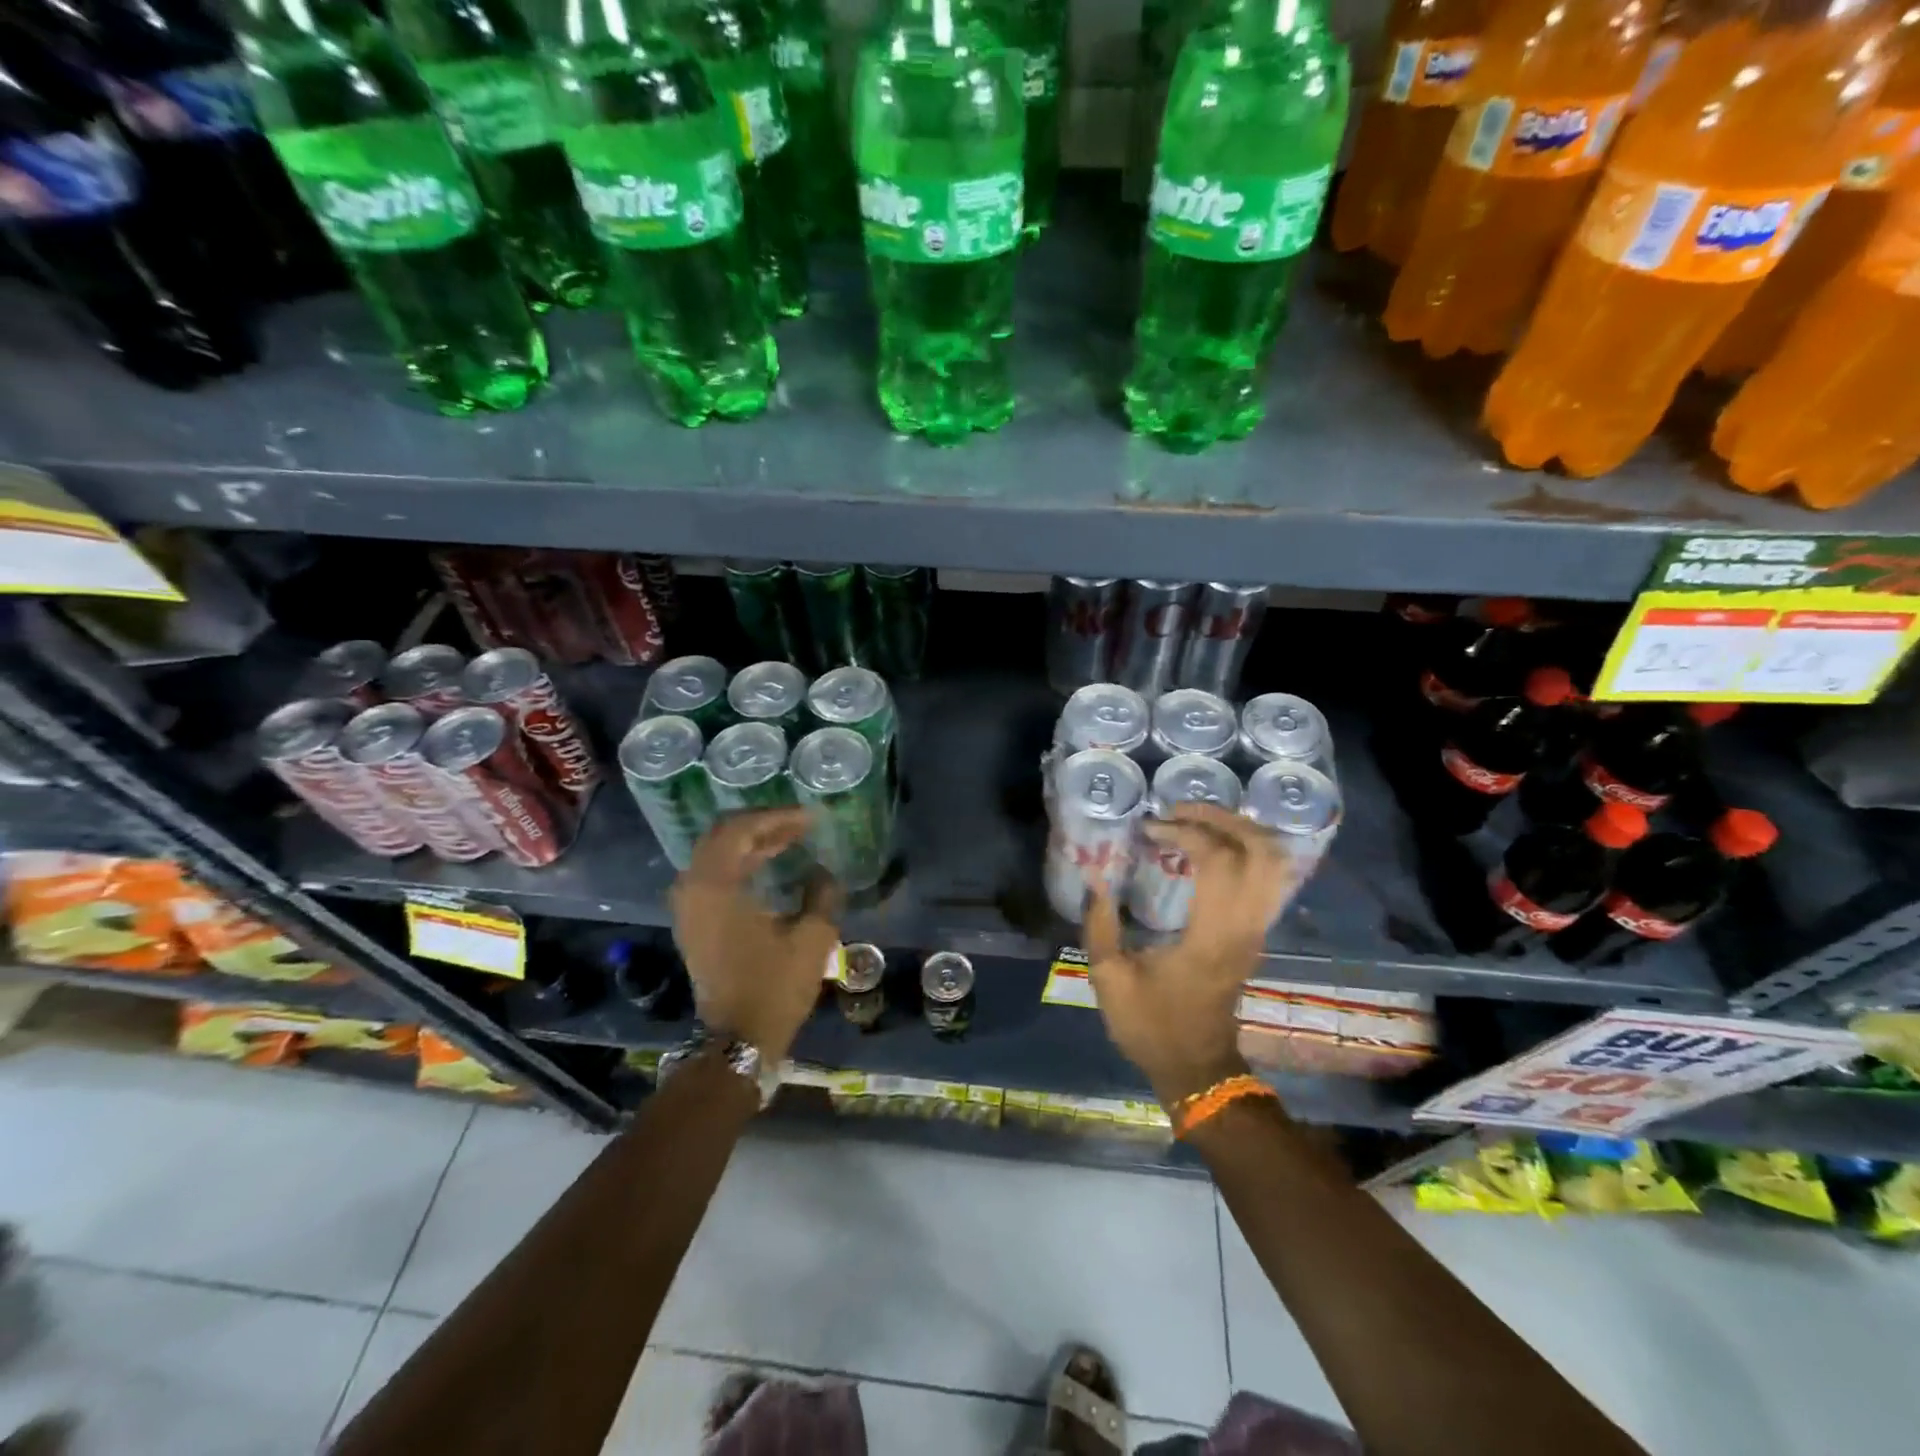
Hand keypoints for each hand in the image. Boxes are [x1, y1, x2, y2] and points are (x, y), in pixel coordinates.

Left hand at [669, 809, 843, 1066]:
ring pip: (716, 854)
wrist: (737, 1040)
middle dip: (762, 824)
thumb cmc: (774, 987)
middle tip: (798, 824)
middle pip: (722, 835)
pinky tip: (769, 866)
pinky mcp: (693, 922)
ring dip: (751, 842)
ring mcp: (688, 907)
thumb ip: (822, 894)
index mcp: (715, 886)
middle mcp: (692, 888)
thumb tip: (823, 872)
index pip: (740, 829)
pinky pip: (713, 875)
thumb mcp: (812, 938)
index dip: (776, 817)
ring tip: (790, 840)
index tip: (810, 818)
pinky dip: (740, 862)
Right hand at [1083, 804, 1297, 1106]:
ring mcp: (1256, 930)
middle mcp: (1244, 926)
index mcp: (1211, 935)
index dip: (1186, 831)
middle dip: (1224, 818)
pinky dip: (1243, 851)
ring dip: (1238, 831)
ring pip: (1273, 863)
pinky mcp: (1255, 934)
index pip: (1219, 860)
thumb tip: (1096, 879)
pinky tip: (1208, 847)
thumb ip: (1099, 924)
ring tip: (1195, 821)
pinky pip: (1266, 878)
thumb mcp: (1109, 978)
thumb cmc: (1151, 1025)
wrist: (1197, 1069)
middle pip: (1262, 851)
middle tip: (1181, 810)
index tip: (1150, 829)